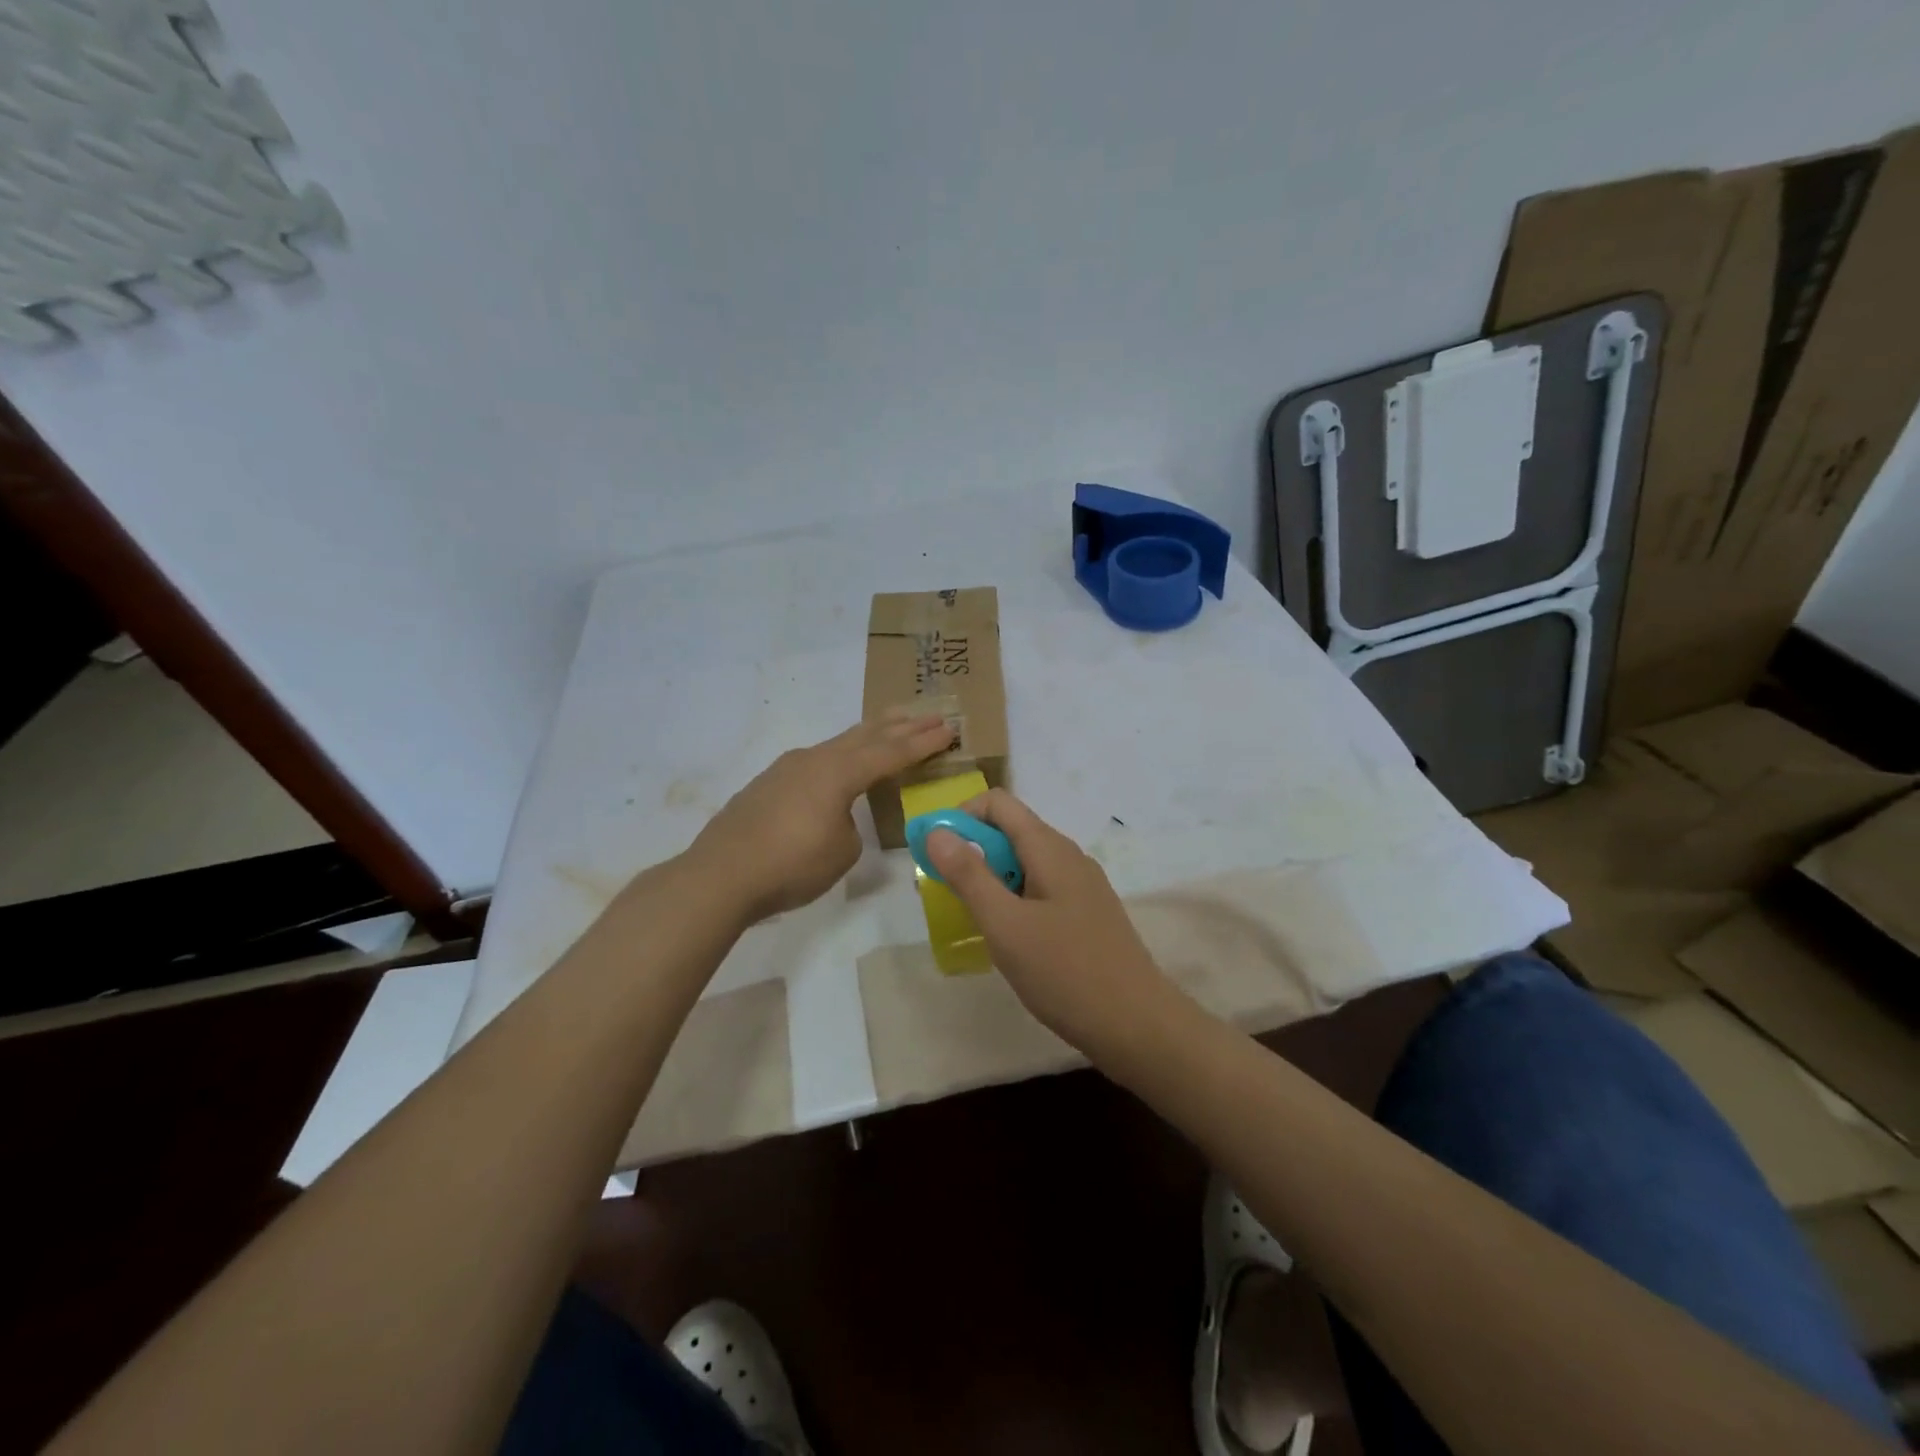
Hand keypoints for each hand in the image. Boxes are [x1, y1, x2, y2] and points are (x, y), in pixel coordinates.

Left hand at [686, 712, 954, 923]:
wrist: (721, 876)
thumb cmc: (791, 865)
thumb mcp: (841, 852)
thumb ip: (850, 826)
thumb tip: (838, 817)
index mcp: (839, 773)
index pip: (891, 753)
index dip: (923, 742)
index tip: (949, 728)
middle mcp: (815, 760)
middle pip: (866, 736)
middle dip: (901, 726)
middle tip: (930, 714)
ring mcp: (787, 768)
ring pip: (839, 743)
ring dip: (869, 735)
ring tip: (891, 724)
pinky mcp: (768, 784)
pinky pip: (816, 760)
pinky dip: (841, 754)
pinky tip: (840, 762)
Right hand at [926, 789, 1173, 1051]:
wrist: (1137, 1025)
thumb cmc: (1065, 972)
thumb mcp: (1006, 925)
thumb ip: (969, 875)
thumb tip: (937, 831)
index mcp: (1049, 848)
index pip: (997, 803)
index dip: (960, 817)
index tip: (936, 855)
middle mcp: (1068, 856)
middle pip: (1011, 831)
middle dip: (971, 852)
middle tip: (945, 894)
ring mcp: (1082, 886)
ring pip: (1025, 863)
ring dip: (991, 879)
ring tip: (973, 920)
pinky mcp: (1088, 914)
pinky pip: (1042, 889)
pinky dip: (1015, 900)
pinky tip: (1009, 940)